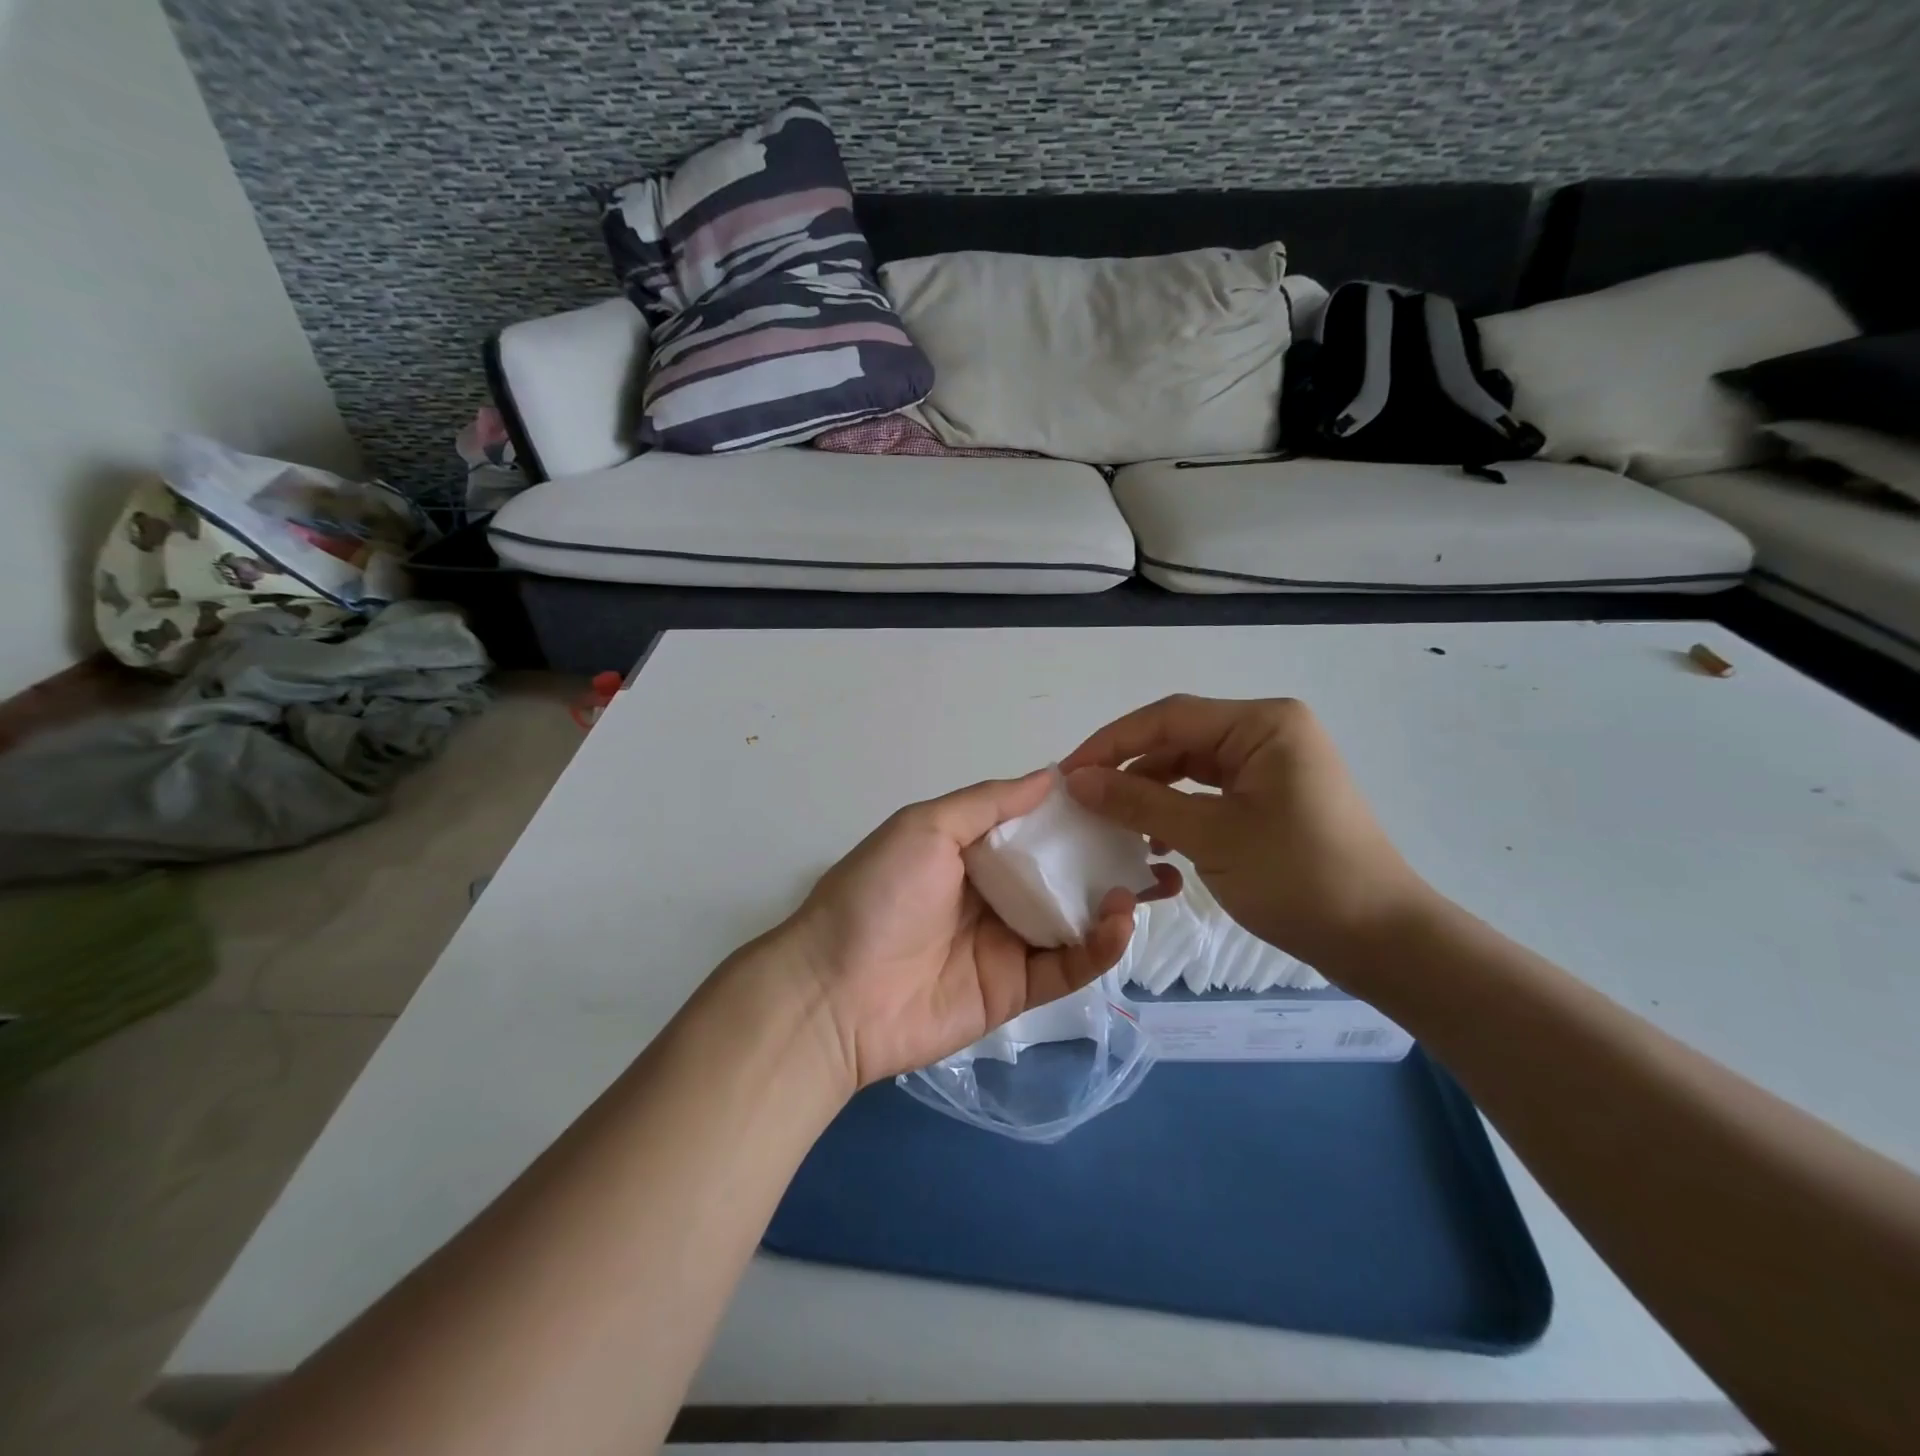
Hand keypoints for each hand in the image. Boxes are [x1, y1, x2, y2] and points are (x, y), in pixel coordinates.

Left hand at [783, 769, 1167, 1088]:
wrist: (834, 993)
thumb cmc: (878, 895)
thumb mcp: (925, 828)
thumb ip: (988, 803)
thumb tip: (1050, 775)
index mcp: (971, 851)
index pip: (1036, 827)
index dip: (1078, 812)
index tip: (1125, 795)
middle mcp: (994, 893)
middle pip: (1062, 872)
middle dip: (1109, 857)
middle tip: (1161, 843)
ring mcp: (1008, 943)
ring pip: (1074, 918)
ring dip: (1115, 900)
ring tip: (1155, 879)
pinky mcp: (1017, 991)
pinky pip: (1067, 965)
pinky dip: (1099, 946)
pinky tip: (1121, 921)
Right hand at [1062, 695, 1435, 973]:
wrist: (1380, 940)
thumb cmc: (1298, 878)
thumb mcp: (1210, 836)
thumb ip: (1139, 802)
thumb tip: (1077, 780)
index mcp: (1263, 724)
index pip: (1169, 717)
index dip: (1111, 742)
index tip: (1067, 774)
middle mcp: (1268, 732)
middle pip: (1179, 738)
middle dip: (1129, 767)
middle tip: (1082, 799)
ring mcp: (1272, 765)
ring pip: (1191, 765)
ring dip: (1150, 790)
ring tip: (1113, 822)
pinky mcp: (1272, 797)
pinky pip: (1210, 791)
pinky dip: (1177, 809)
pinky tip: (1153, 839)